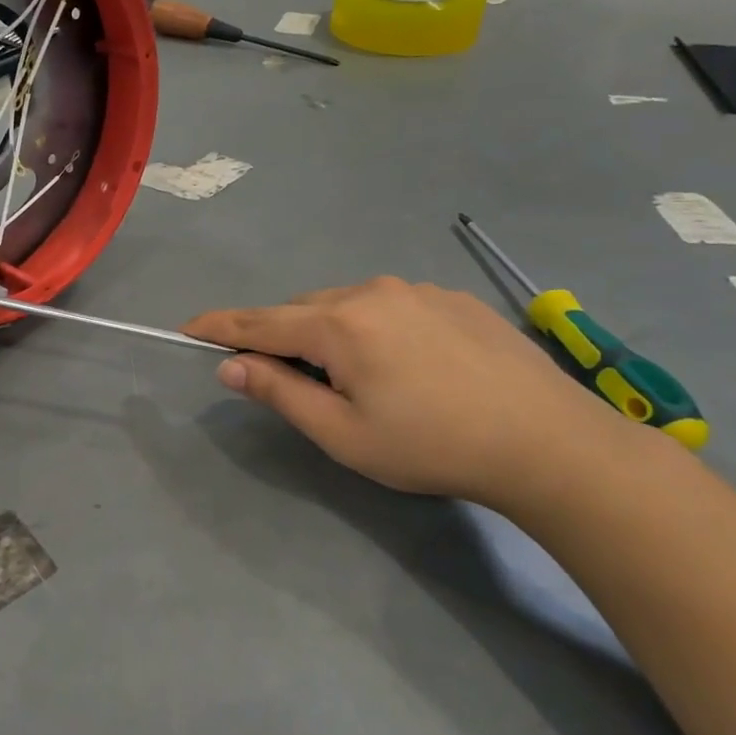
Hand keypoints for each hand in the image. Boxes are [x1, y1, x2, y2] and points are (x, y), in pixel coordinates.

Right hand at [184, 277, 631, 506]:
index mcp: (339, 323)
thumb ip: (281, 392)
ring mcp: (417, 289)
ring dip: (332, 333)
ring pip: (348, 305)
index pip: (260, 320)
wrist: (548, 443)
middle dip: (285, 338)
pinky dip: (375, 328)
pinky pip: (391, 305)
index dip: (219, 326)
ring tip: (359, 380)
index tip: (187, 328)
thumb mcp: (343, 433)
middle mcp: (372, 291)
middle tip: (294, 382)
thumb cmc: (431, 445)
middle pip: (304, 310)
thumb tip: (231, 365)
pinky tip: (408, 366)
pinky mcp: (453, 298)